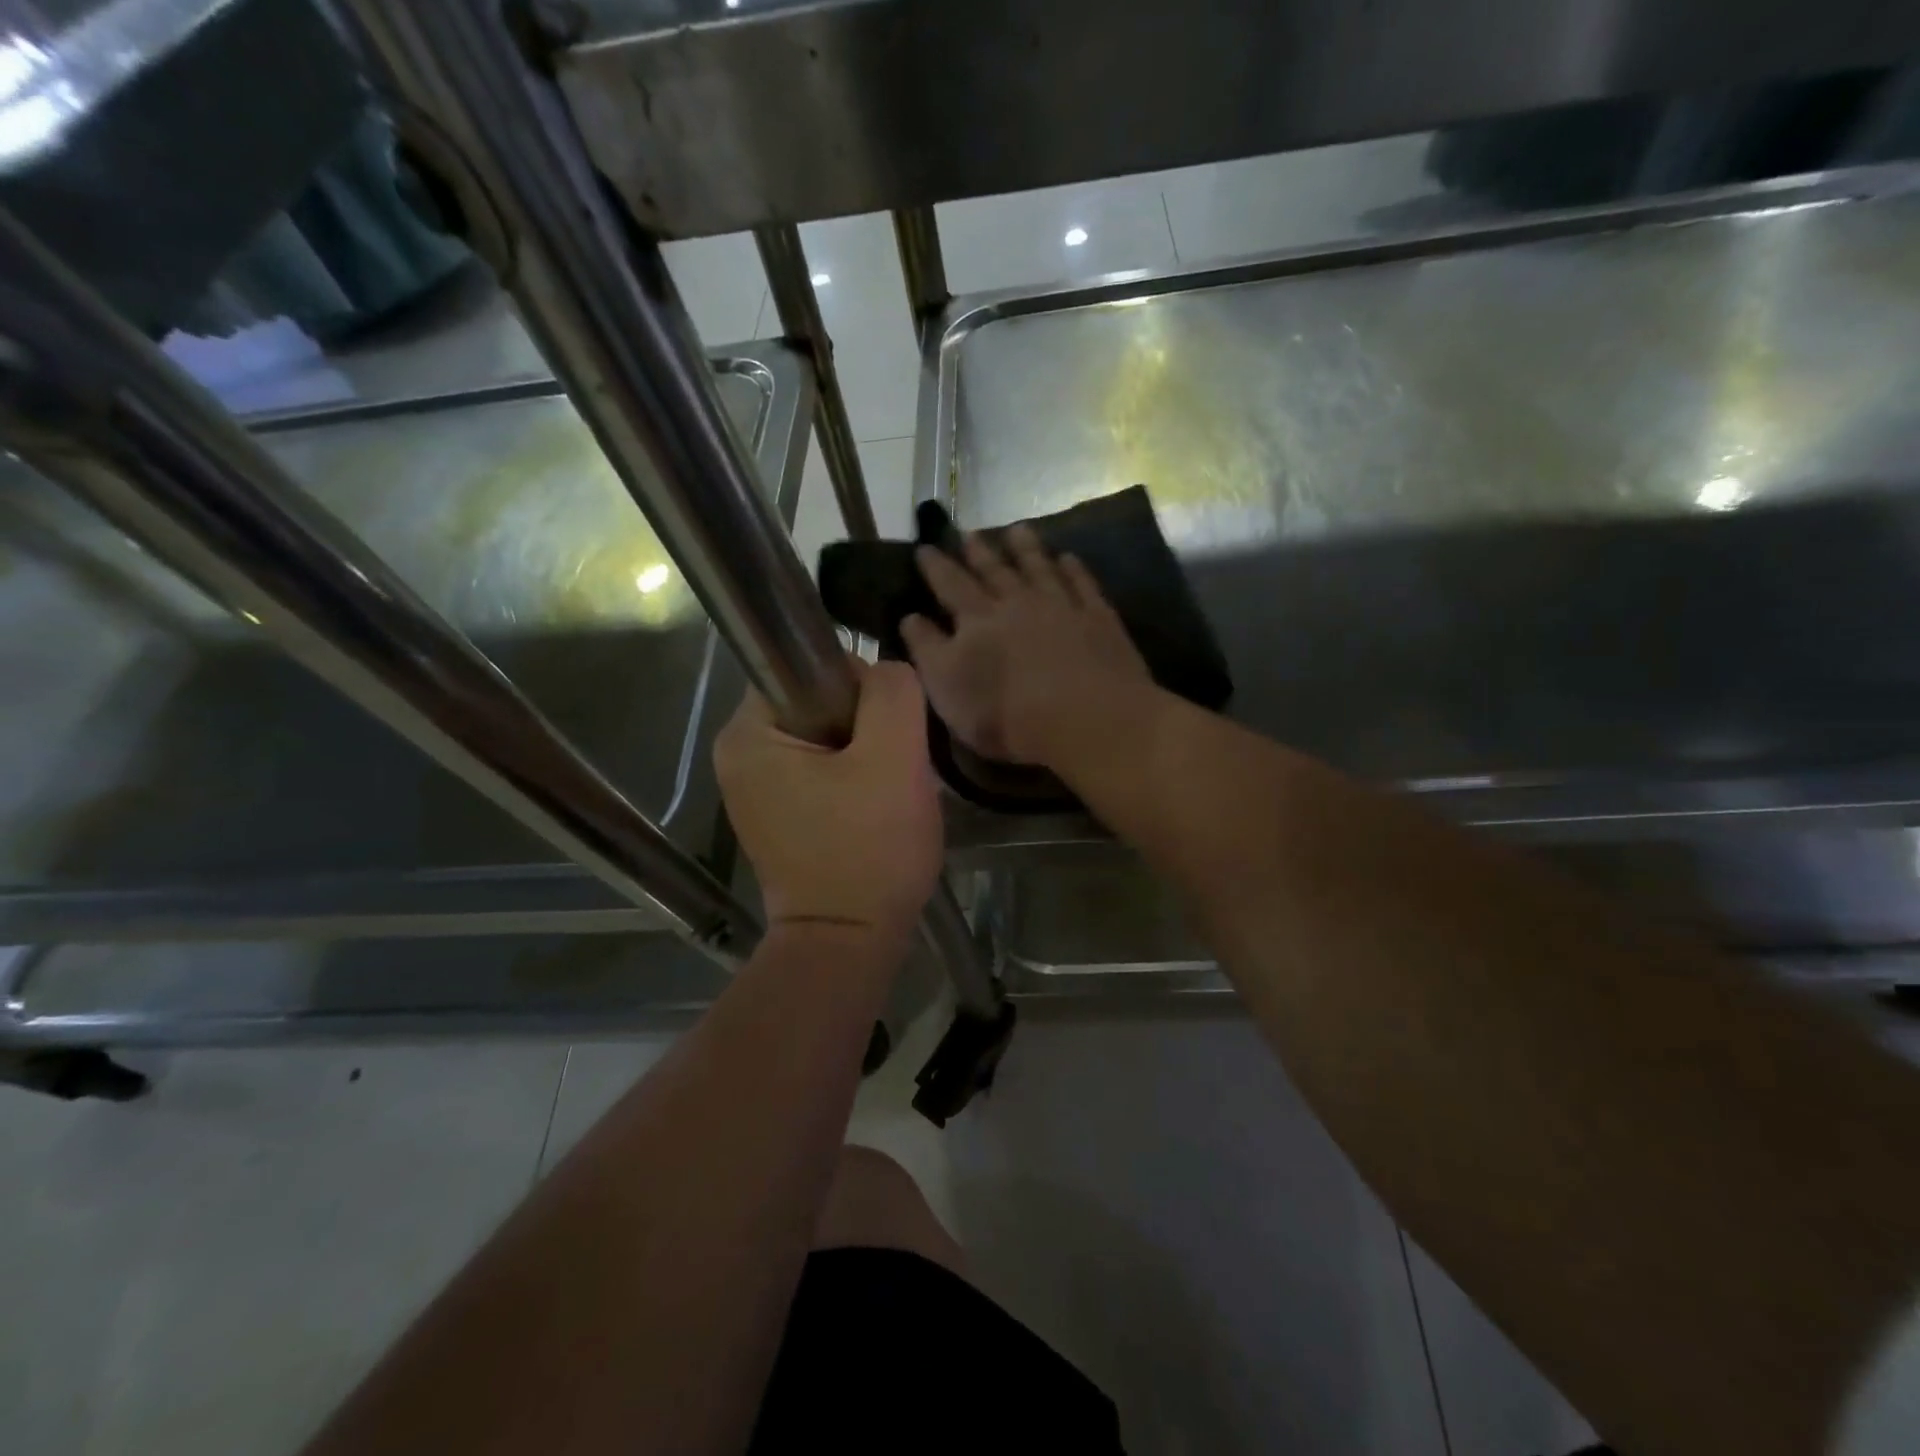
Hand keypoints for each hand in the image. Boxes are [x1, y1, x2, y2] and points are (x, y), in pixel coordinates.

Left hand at [714, 658, 941, 936]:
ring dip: (865, 754)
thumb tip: (882, 672)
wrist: (848, 944)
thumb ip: (891, 692)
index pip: (811, 668)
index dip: (861, 689)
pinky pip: (822, 770)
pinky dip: (853, 779)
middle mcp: (738, 755)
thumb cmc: (869, 851)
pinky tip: (873, 809)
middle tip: (894, 768)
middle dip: (867, 726)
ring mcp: (755, 789)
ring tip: (886, 793)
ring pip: (827, 737)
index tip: (888, 733)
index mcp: (748, 734)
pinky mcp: (778, 815)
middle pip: (819, 702)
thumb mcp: (894, 759)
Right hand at [901, 525, 1152, 767]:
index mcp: (977, 619)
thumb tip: (909, 617)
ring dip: (1026, 548)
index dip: (935, 566)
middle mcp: (1017, 602)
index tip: (924, 548)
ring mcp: (1061, 606)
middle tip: (969, 532)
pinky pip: (1083, 584)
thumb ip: (926, 649)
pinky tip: (1068, 558)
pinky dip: (1074, 569)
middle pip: (995, 570)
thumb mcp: (947, 687)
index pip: (950, 585)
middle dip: (979, 551)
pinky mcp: (1099, 619)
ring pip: (1039, 568)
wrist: (1084, 718)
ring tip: (1017, 529)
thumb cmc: (1005, 712)